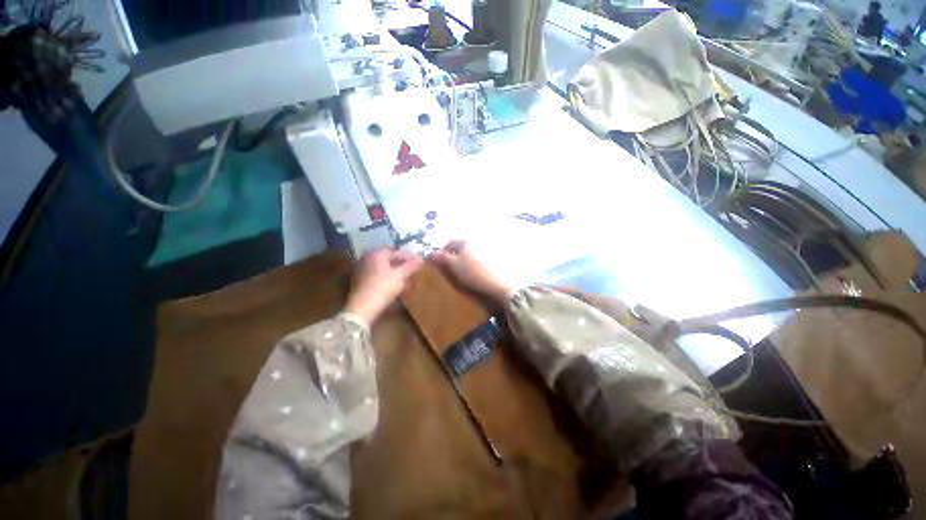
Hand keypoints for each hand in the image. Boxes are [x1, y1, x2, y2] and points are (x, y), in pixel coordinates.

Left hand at [345, 248, 422, 324]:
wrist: (362, 307)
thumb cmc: (383, 287)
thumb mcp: (400, 276)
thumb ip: (411, 266)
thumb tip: (421, 259)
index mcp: (377, 254)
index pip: (396, 251)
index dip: (409, 257)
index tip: (419, 262)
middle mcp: (367, 258)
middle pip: (389, 259)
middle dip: (402, 265)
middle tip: (413, 270)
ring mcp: (362, 269)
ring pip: (383, 268)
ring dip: (395, 272)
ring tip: (407, 280)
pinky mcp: (360, 281)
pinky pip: (377, 276)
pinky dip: (387, 278)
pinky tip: (395, 286)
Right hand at [431, 240, 511, 303]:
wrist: (500, 283)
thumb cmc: (474, 272)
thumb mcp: (455, 266)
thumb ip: (443, 258)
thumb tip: (432, 253)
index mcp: (467, 241)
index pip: (451, 242)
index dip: (443, 251)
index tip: (438, 262)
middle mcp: (477, 241)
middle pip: (461, 248)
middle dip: (454, 256)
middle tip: (449, 269)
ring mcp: (488, 250)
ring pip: (471, 254)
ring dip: (464, 261)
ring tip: (461, 273)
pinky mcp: (495, 260)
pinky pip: (479, 260)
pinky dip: (474, 265)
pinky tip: (474, 274)